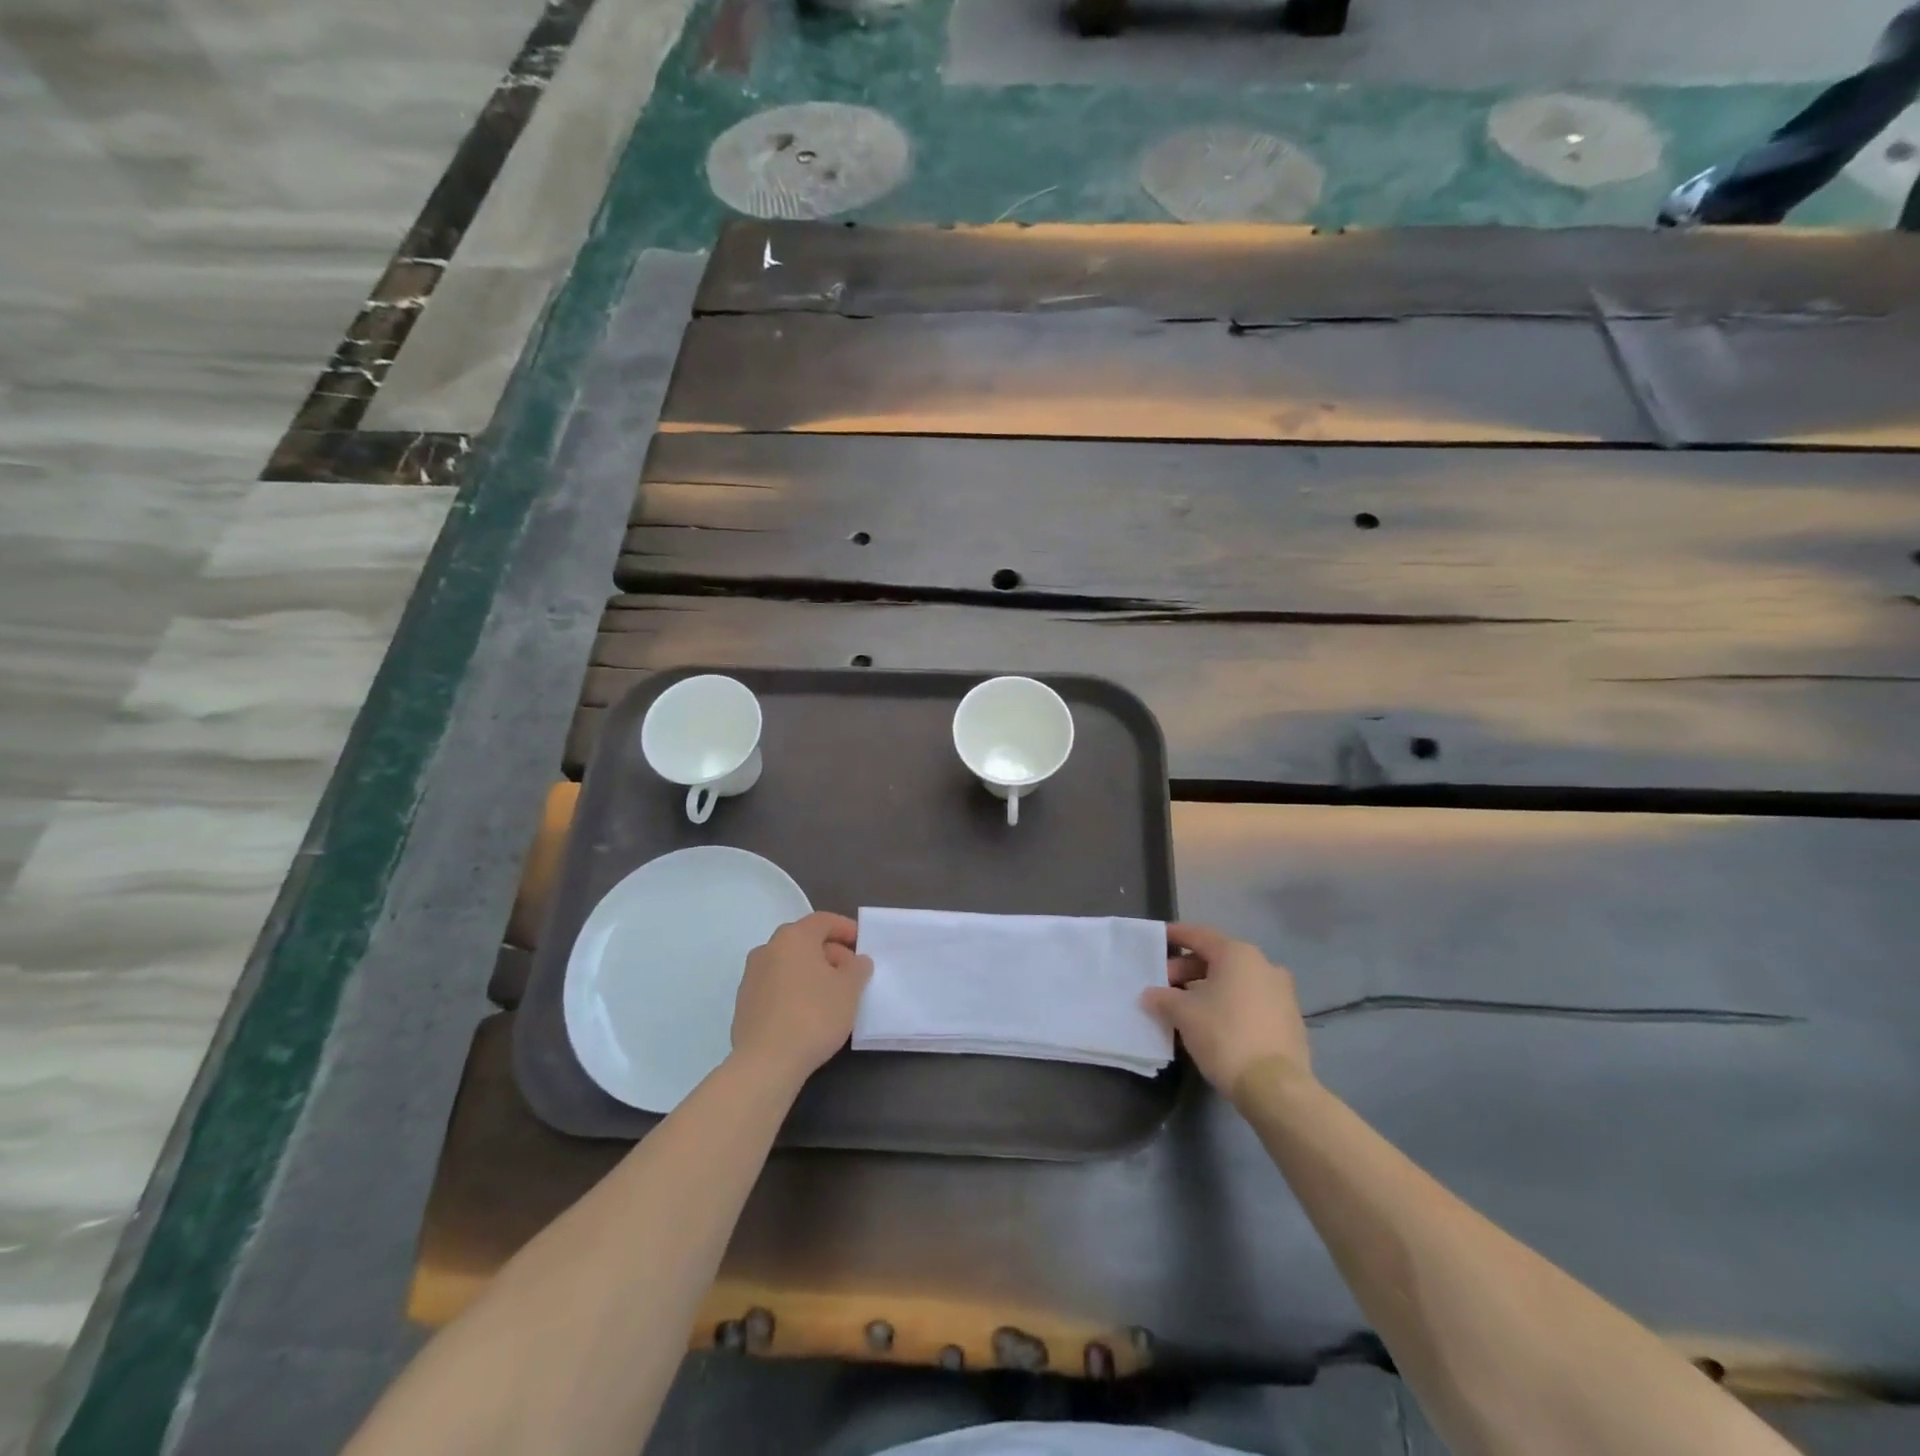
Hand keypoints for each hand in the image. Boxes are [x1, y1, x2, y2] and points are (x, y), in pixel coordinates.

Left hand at [731, 912, 872, 1084]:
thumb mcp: (850, 989)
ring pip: (788, 964)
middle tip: (850, 973)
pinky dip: (793, 991)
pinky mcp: (743, 1003)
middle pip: (804, 941)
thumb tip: (855, 961)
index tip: (862, 944)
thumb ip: (857, 967)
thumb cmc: (814, 1015)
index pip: (823, 921)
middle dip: (830, 953)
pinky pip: (775, 987)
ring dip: (810, 972)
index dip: (846, 929)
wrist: (766, 1063)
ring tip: (830, 996)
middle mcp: (768, 949)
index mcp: (793, 937)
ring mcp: (751, 977)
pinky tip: (806, 1014)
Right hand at [1142, 922, 1311, 1098]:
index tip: (1157, 938)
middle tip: (1164, 985)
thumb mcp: (1184, 1014)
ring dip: (1207, 989)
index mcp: (1238, 955)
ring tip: (1183, 1007)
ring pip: (1235, 982)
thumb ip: (1163, 998)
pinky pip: (1249, 1001)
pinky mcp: (1289, 1020)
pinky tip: (1210, 1024)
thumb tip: (1150, 995)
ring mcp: (1281, 993)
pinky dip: (1228, 1004)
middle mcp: (1264, 965)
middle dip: (1187, 969)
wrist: (1275, 1087)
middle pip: (1217, 959)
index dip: (1176, 935)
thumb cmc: (1225, 1036)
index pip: (1200, 935)